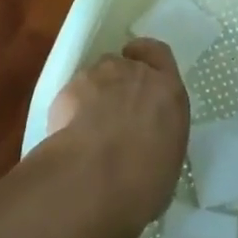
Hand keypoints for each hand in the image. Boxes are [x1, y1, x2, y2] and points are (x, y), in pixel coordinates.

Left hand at [45, 38, 189, 237]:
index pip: (159, 54)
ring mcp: (99, 76)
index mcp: (169, 92)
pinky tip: (69, 135)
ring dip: (95, 93)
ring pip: (97, 75)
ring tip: (89, 127)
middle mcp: (136, 74)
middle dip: (120, 83)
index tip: (140, 67)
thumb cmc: (143, 182)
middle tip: (115, 113)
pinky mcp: (69, 88)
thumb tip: (147, 147)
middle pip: (126, 64)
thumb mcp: (167, 163)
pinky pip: (73, 93)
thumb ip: (158, 139)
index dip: (148, 58)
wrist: (95, 178)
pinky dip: (72, 107)